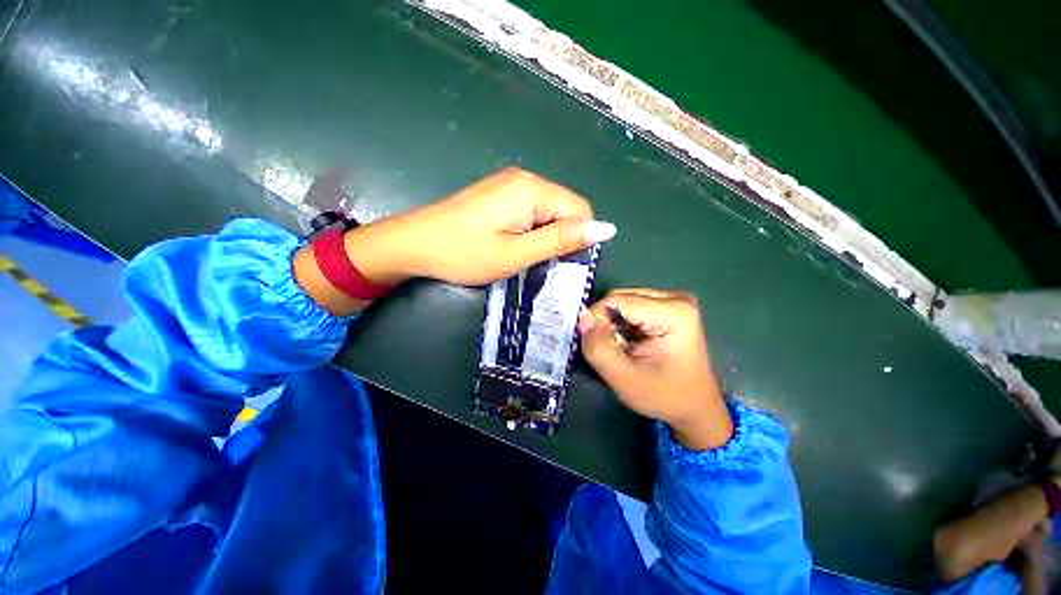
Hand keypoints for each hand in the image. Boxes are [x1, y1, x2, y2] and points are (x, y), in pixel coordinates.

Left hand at [294, 168, 614, 313]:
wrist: (415, 244)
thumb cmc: (464, 253)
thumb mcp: (516, 253)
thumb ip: (560, 240)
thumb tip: (605, 230)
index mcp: (532, 190)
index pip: (581, 210)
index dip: (576, 239)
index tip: (556, 262)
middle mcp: (526, 179)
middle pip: (566, 209)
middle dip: (560, 238)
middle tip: (536, 261)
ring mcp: (511, 184)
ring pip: (550, 212)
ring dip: (545, 236)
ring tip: (522, 255)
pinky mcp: (501, 194)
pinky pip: (533, 211)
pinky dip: (532, 231)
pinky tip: (513, 243)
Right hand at [578, 289, 731, 450]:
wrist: (695, 408)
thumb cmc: (664, 396)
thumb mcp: (624, 378)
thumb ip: (598, 348)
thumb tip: (583, 318)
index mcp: (674, 312)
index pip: (616, 301)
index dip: (597, 320)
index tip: (596, 345)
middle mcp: (677, 298)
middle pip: (621, 298)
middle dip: (607, 322)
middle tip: (611, 349)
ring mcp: (675, 300)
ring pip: (623, 301)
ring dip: (613, 323)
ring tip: (621, 347)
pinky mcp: (670, 306)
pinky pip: (632, 306)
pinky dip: (622, 323)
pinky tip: (629, 342)